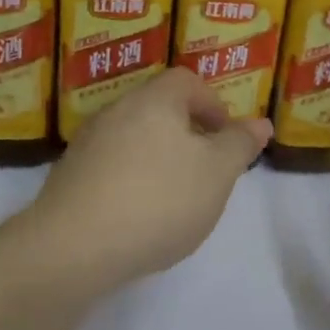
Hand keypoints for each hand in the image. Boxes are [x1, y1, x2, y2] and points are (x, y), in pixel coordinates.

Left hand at [19, 68, 269, 289]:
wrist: (73, 248)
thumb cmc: (159, 200)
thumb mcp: (217, 173)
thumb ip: (239, 145)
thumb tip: (260, 122)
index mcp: (153, 101)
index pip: (186, 81)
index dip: (212, 103)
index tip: (226, 137)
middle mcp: (116, 112)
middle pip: (158, 109)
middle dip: (187, 134)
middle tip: (206, 169)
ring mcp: (86, 145)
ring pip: (133, 139)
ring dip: (158, 158)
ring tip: (175, 198)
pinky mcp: (68, 178)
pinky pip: (110, 167)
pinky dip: (131, 181)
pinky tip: (138, 216)